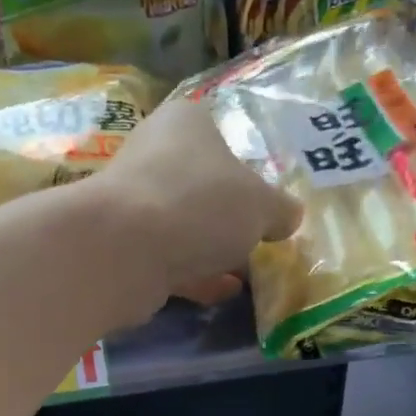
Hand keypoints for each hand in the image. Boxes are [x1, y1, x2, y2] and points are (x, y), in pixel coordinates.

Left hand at [90, 99, 302, 306]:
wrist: (124, 251)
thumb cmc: (200, 205)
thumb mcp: (260, 205)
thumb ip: (280, 209)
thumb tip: (291, 216)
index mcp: (186, 123)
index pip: (222, 134)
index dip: (247, 166)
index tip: (266, 198)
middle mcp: (154, 154)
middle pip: (202, 184)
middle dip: (229, 214)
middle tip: (261, 238)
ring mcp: (134, 203)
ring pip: (184, 225)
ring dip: (212, 248)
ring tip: (247, 271)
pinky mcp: (124, 247)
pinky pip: (169, 259)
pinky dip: (195, 274)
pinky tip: (222, 292)